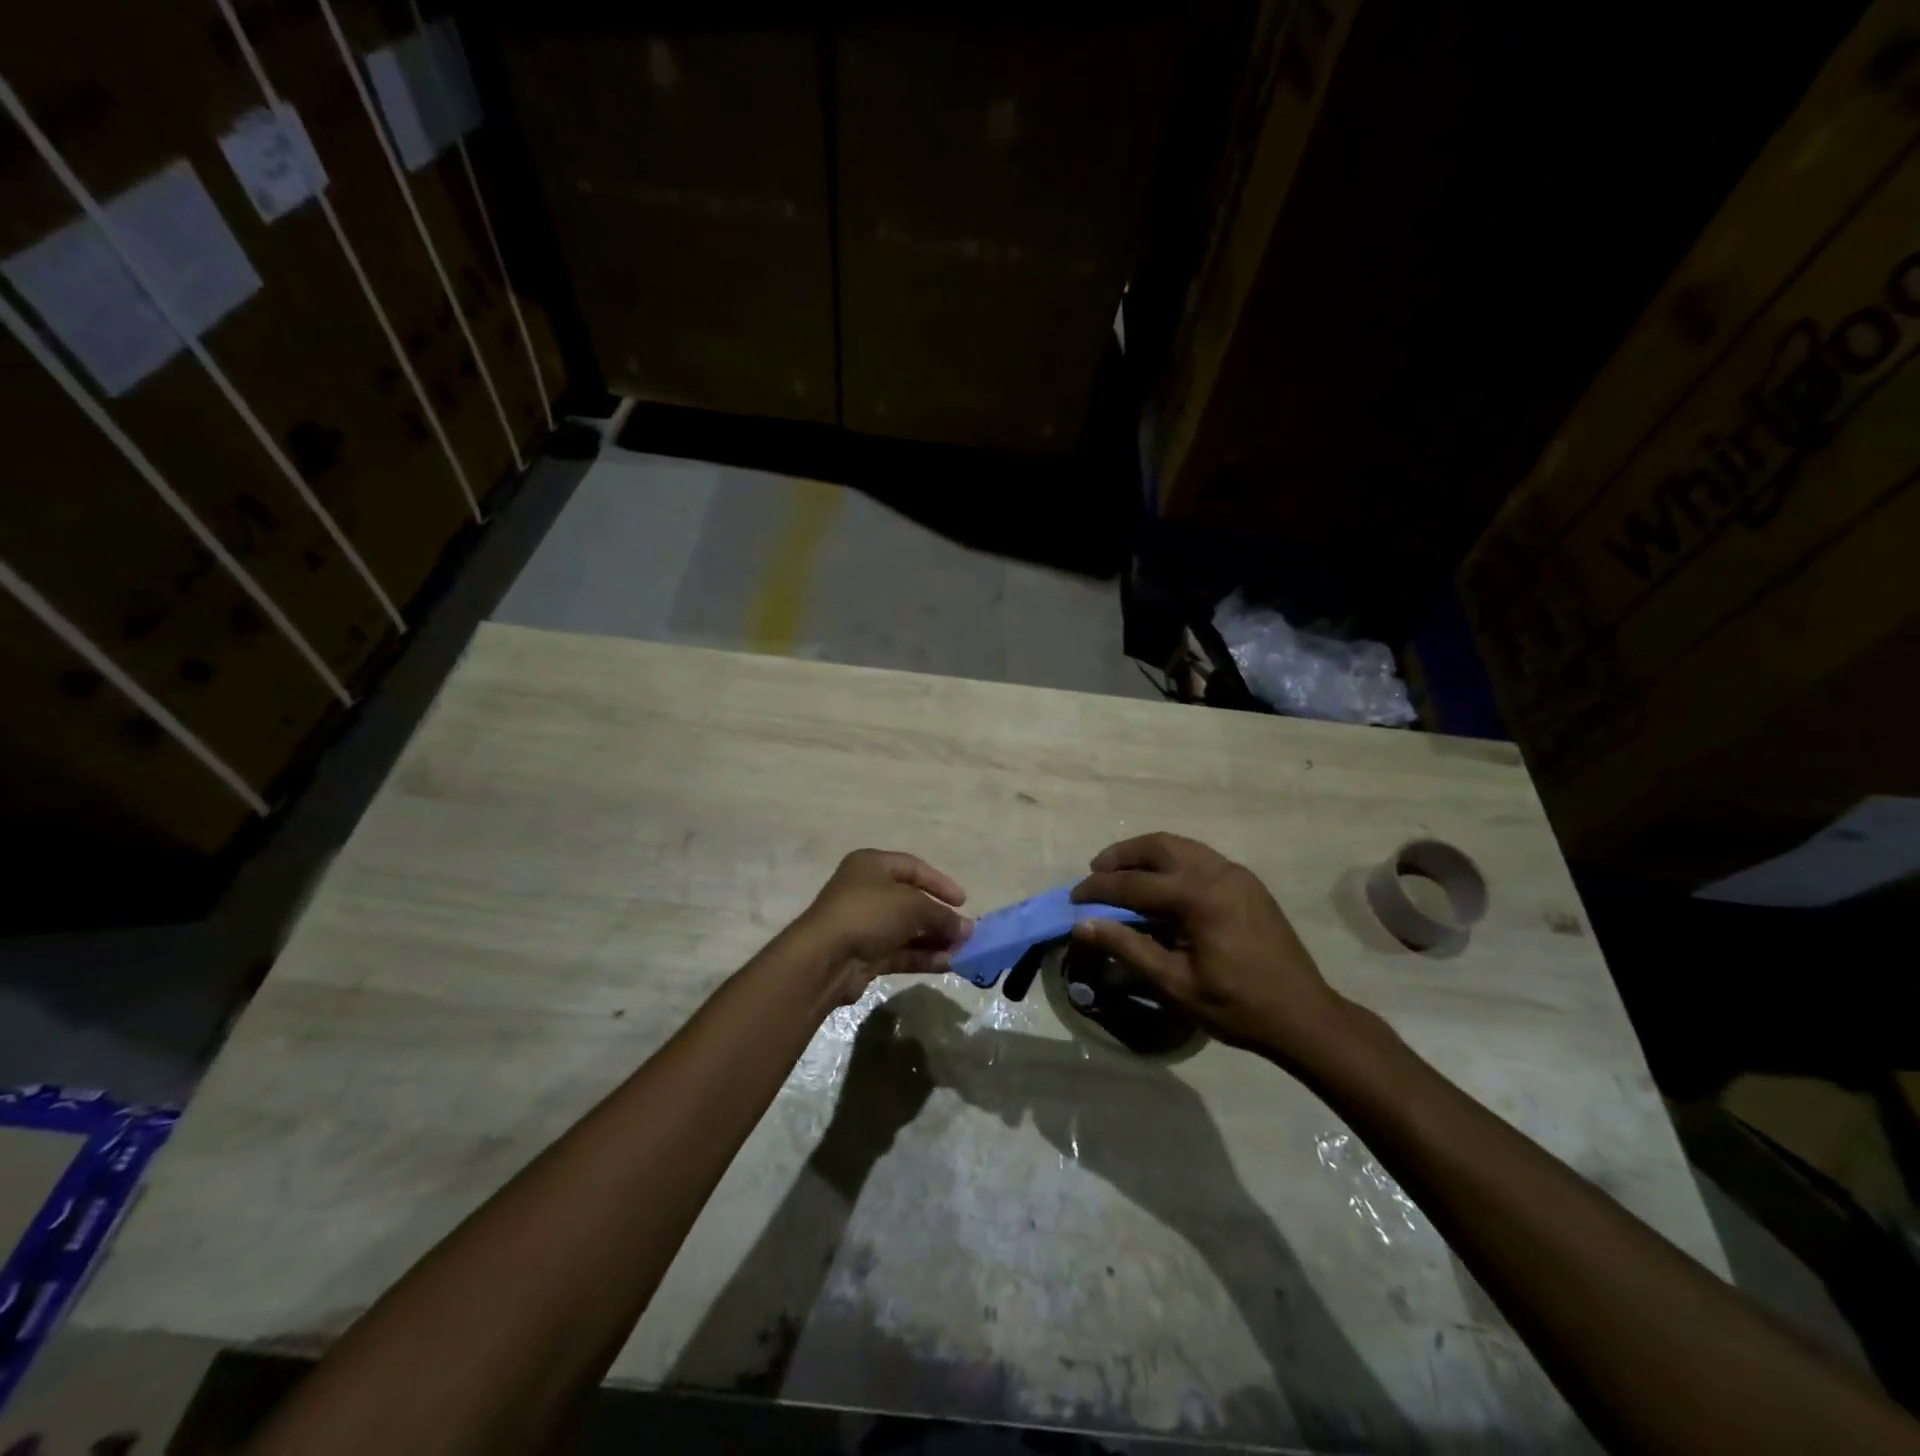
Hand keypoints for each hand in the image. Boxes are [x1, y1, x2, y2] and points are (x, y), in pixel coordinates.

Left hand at [795, 850, 972, 1004]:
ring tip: (962, 952)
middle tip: (966, 932)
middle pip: (911, 901)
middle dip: (940, 917)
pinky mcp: (865, 954)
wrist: (825, 958)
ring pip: (907, 929)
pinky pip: (900, 952)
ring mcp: (865, 924)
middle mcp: (866, 891)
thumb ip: (943, 916)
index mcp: (872, 865)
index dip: (940, 883)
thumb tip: (968, 929)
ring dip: (934, 940)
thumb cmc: (869, 914)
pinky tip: (946, 964)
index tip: (963, 901)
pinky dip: (922, 957)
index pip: (913, 867)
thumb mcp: (913, 906)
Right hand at [1069, 833, 1348, 1066]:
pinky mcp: (1247, 882)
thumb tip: (1082, 924)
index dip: (1098, 890)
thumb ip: (1127, 947)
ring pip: (1180, 845)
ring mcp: (1236, 873)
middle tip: (1095, 873)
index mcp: (1199, 896)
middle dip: (1121, 855)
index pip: (1134, 883)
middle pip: (1158, 846)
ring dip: (1146, 854)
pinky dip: (1171, 861)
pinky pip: (1199, 857)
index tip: (1073, 899)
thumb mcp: (1175, 984)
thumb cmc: (1236, 1006)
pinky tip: (1160, 884)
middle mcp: (1218, 872)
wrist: (1304, 1016)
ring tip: (1122, 873)